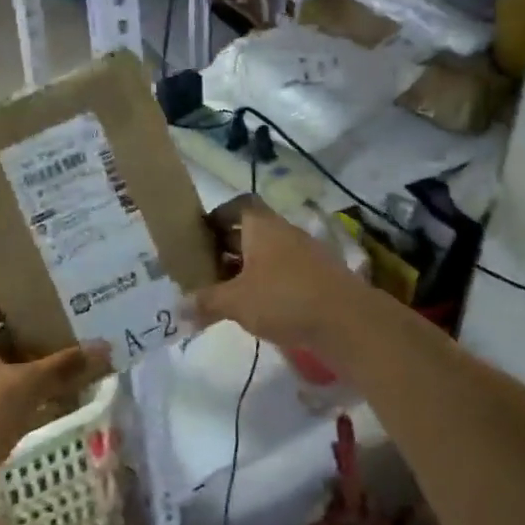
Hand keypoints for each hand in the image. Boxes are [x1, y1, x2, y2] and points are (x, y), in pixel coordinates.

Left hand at [0, 295, 107, 499]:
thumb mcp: (26, 387)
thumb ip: (63, 366)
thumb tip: (105, 346)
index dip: (4, 300)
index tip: (36, 305)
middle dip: (21, 335)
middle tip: (57, 332)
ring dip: (18, 367)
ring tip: (56, 365)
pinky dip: (12, 396)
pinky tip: (41, 403)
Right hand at [187, 196, 373, 365]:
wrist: (346, 320)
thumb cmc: (284, 298)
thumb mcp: (236, 301)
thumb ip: (206, 302)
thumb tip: (178, 307)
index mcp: (262, 226)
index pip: (239, 205)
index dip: (218, 216)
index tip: (200, 235)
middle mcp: (284, 232)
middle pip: (251, 230)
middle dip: (227, 247)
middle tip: (204, 268)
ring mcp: (304, 253)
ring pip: (267, 252)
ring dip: (246, 267)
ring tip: (225, 291)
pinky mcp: (317, 276)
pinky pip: (283, 271)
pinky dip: (266, 282)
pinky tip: (255, 307)